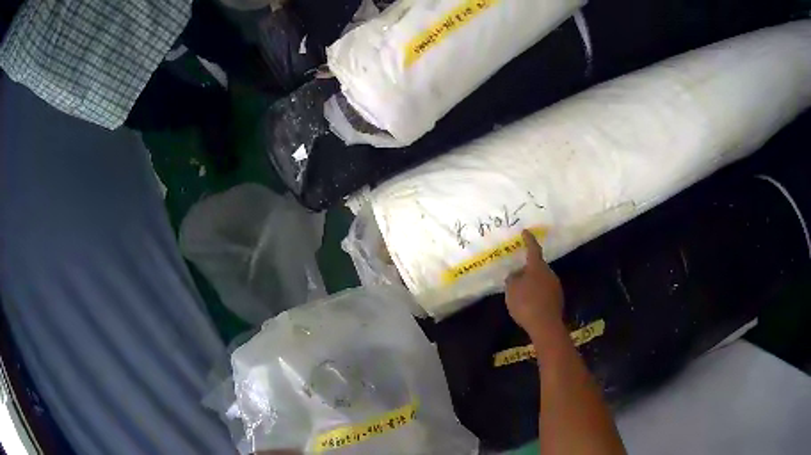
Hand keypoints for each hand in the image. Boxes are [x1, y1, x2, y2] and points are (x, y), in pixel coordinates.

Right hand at [505, 230, 563, 339]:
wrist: (545, 325)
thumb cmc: (526, 304)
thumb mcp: (511, 290)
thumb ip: (512, 279)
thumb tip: (516, 274)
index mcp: (537, 267)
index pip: (533, 249)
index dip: (528, 240)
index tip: (525, 232)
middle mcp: (549, 273)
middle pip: (537, 266)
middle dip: (528, 268)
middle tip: (517, 273)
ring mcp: (555, 286)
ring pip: (542, 279)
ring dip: (532, 281)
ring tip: (521, 290)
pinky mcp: (557, 299)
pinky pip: (545, 290)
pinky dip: (537, 292)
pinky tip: (530, 302)